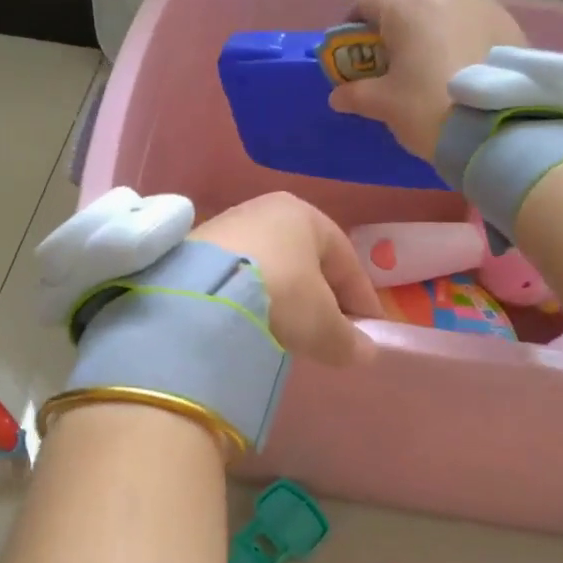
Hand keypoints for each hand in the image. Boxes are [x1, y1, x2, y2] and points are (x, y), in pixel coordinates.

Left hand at [193, 193, 381, 365]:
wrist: (202, 293)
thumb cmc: (281, 295)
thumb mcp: (323, 325)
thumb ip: (349, 340)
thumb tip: (364, 352)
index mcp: (304, 214)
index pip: (345, 258)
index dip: (361, 298)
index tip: (369, 331)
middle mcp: (264, 209)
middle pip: (304, 260)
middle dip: (318, 297)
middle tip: (327, 333)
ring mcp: (225, 226)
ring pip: (268, 267)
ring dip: (281, 298)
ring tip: (285, 332)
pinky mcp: (194, 249)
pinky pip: (236, 276)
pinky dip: (249, 299)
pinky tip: (249, 323)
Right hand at [328, 0, 528, 160]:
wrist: (499, 127)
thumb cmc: (429, 107)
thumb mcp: (384, 105)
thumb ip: (356, 95)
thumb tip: (338, 96)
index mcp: (407, 7)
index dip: (355, 19)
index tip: (352, 43)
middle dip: (397, 9)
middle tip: (392, 43)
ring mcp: (482, 5)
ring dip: (433, 17)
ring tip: (431, 52)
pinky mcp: (509, 22)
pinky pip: (475, 17)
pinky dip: (461, 29)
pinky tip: (462, 59)